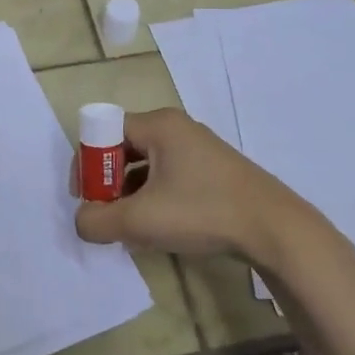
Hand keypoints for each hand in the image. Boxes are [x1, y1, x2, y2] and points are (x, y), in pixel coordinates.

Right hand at [69, 108, 321, 266]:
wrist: (272, 228)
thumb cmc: (201, 212)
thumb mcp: (139, 220)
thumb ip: (97, 221)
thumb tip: (83, 221)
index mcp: (159, 126)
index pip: (104, 131)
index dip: (88, 163)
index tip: (85, 197)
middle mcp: (177, 129)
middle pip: (124, 148)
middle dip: (108, 183)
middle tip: (105, 215)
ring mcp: (198, 149)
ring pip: (146, 167)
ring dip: (130, 195)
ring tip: (129, 228)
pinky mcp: (211, 171)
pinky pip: (168, 178)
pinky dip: (154, 199)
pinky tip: (157, 228)